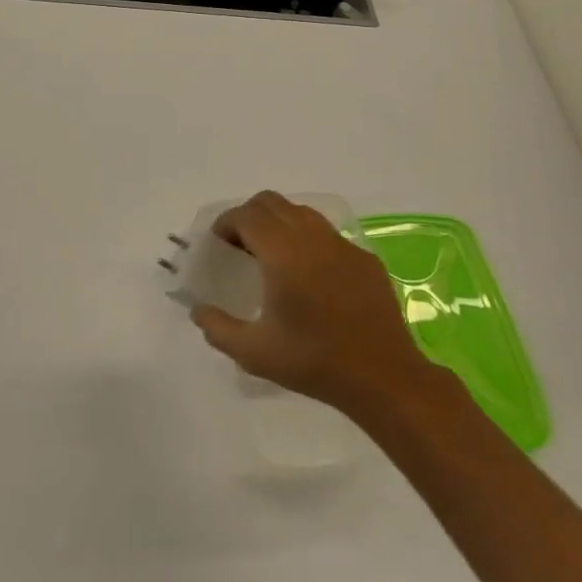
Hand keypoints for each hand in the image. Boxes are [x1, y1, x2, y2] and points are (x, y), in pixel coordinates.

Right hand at [191, 191, 446, 421]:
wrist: (383, 378)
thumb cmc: (314, 362)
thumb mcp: (254, 353)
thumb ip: (218, 328)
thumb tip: (199, 310)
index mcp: (283, 254)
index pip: (247, 216)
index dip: (226, 224)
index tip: (217, 245)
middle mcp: (312, 238)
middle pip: (271, 203)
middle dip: (248, 217)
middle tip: (239, 247)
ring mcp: (343, 245)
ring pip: (301, 213)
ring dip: (278, 223)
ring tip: (271, 256)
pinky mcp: (364, 259)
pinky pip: (327, 234)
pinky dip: (307, 240)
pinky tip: (308, 276)